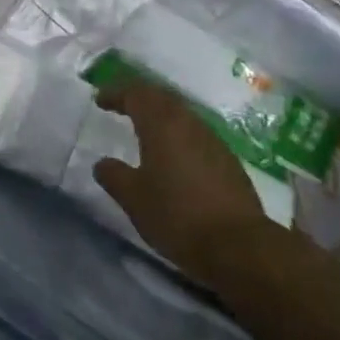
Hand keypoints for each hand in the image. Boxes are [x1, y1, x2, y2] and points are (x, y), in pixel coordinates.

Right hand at [92, 80, 274, 282]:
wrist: (239, 246)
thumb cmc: (177, 216)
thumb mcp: (134, 199)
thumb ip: (114, 176)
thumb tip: (102, 164)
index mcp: (161, 124)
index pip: (135, 94)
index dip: (116, 93)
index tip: (100, 100)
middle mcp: (188, 123)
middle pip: (161, 96)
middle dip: (139, 97)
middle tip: (121, 105)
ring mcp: (212, 140)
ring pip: (181, 113)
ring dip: (160, 114)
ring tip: (145, 128)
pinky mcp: (228, 160)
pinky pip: (196, 132)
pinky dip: (178, 132)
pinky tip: (173, 153)